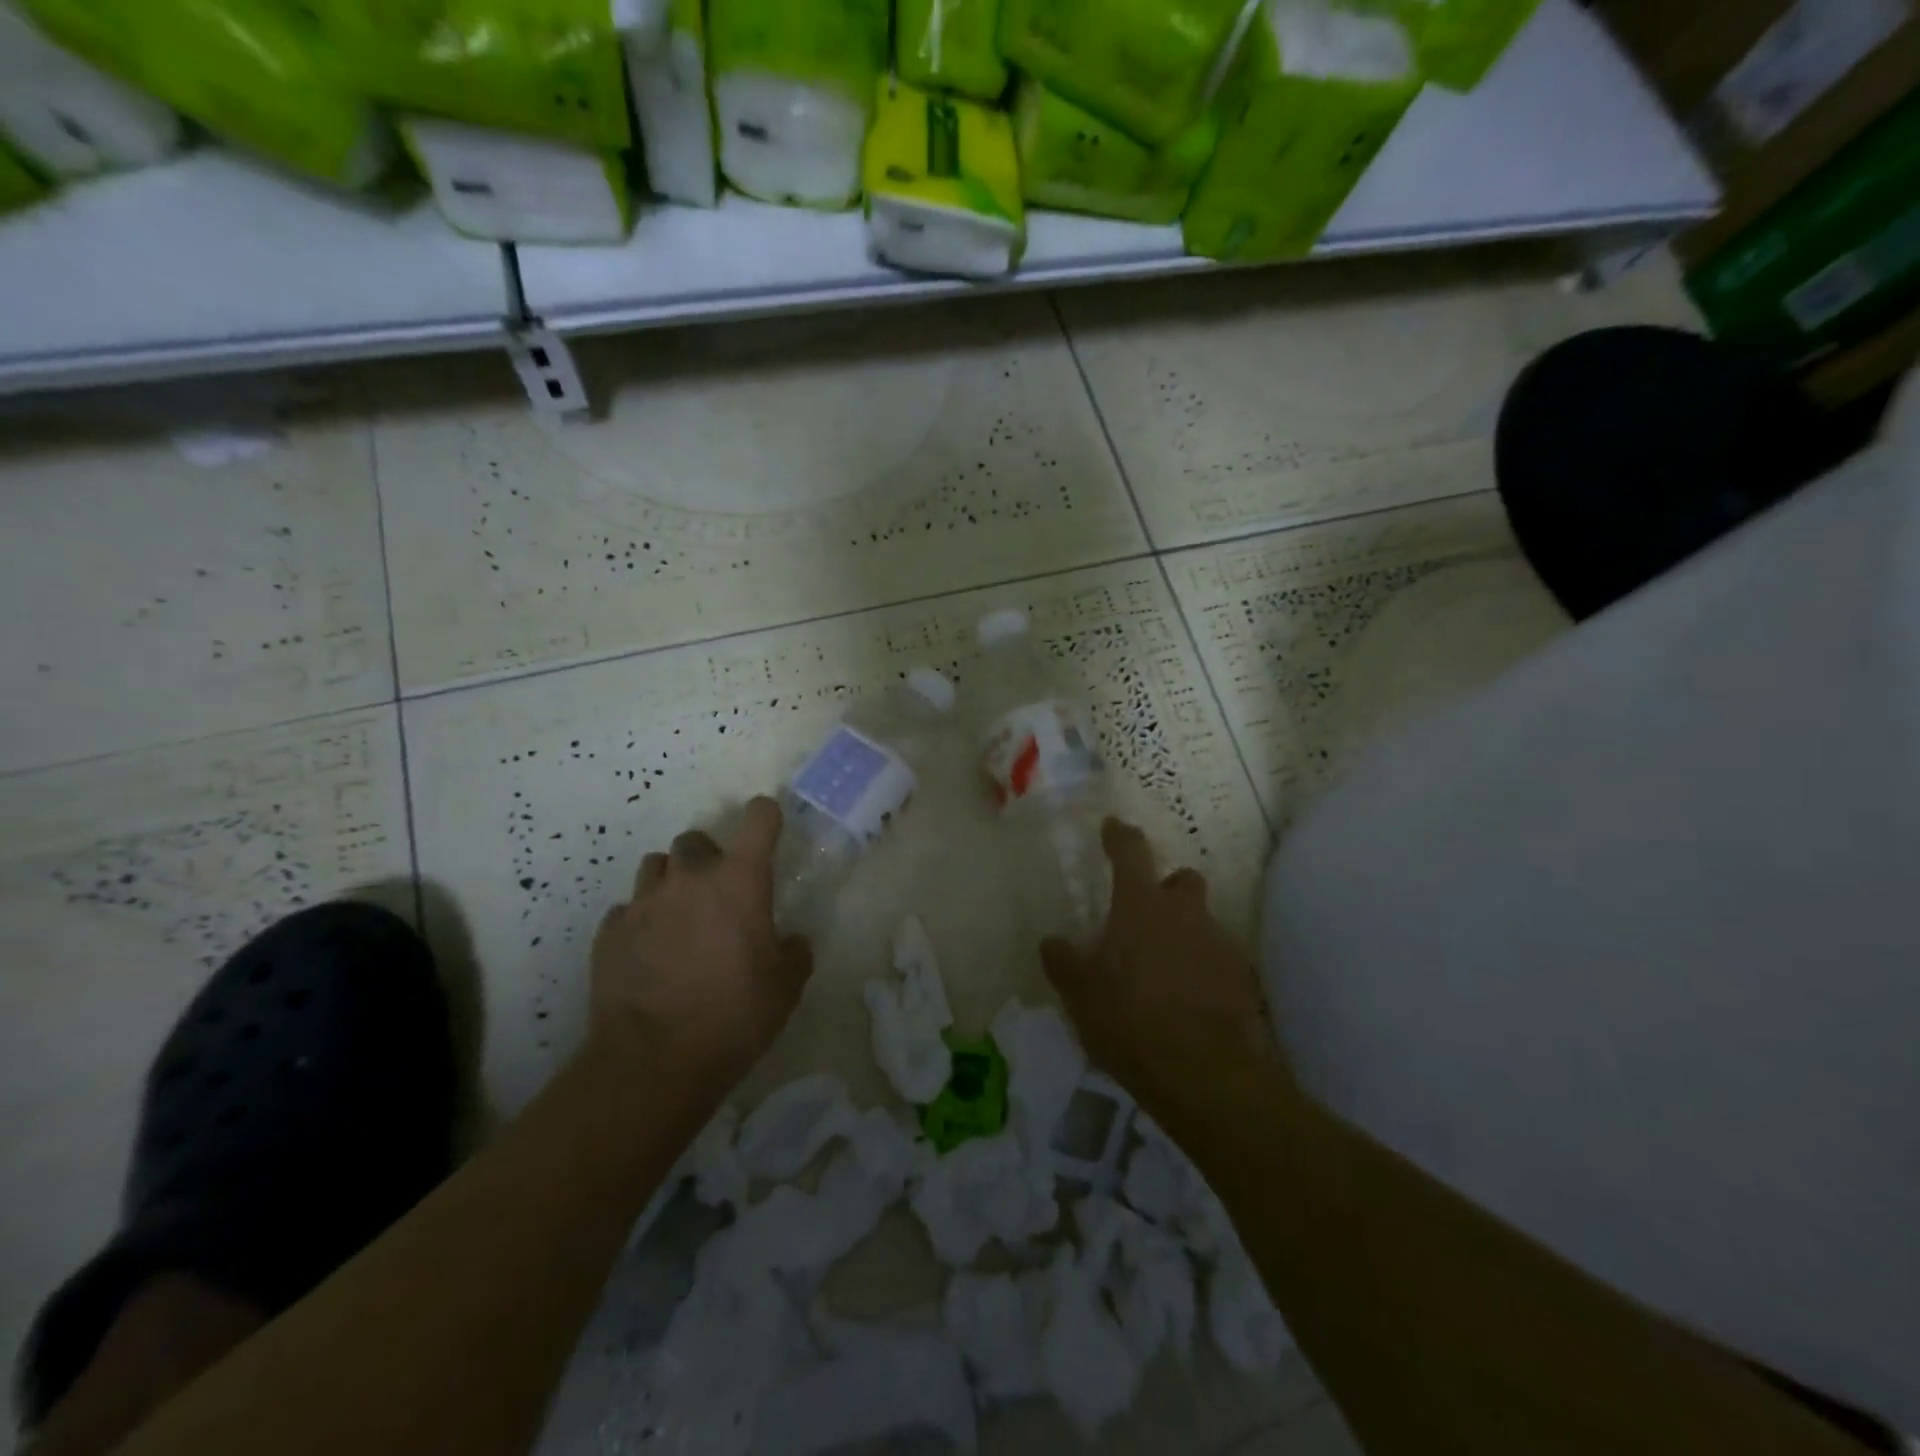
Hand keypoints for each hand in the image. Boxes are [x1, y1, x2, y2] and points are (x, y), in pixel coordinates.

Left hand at [589, 797, 812, 1094]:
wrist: (654, 1062)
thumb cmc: (735, 1015)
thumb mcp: (786, 986)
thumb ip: (794, 952)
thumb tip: (791, 941)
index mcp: (740, 880)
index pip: (759, 818)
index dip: (766, 817)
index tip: (768, 830)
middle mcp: (689, 878)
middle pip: (695, 840)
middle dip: (708, 859)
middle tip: (718, 894)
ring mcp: (643, 902)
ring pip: (656, 868)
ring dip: (671, 883)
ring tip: (678, 919)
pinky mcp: (609, 931)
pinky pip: (628, 910)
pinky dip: (641, 921)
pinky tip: (648, 953)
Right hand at [1041, 819, 1290, 1137]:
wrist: (1202, 1073)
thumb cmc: (1129, 1019)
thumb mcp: (1079, 993)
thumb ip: (1063, 961)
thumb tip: (1052, 941)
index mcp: (1141, 906)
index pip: (1131, 852)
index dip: (1120, 836)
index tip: (1113, 827)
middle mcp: (1185, 914)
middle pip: (1182, 880)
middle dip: (1167, 889)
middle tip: (1146, 916)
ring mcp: (1218, 944)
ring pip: (1202, 922)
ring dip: (1184, 934)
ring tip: (1163, 971)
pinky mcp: (1241, 979)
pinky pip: (1218, 960)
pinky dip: (1203, 970)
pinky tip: (1188, 1000)